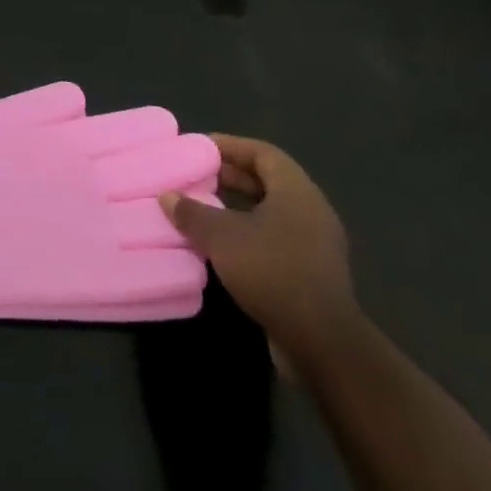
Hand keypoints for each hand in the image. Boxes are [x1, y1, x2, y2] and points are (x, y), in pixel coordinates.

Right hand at [159, 135, 356, 365]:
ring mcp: (316, 246)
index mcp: (297, 192)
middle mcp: (312, 213)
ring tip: (203, 209)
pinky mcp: (312, 276)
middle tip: (196, 177)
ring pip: (271, 213)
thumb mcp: (221, 236)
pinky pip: (276, 240)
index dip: (231, 146)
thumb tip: (167, 196)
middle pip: (268, 181)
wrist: (322, 344)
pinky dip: (248, 235)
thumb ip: (192, 212)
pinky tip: (222, 246)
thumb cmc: (272, 270)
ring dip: (238, 208)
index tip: (200, 148)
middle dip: (231, 177)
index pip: (263, 153)